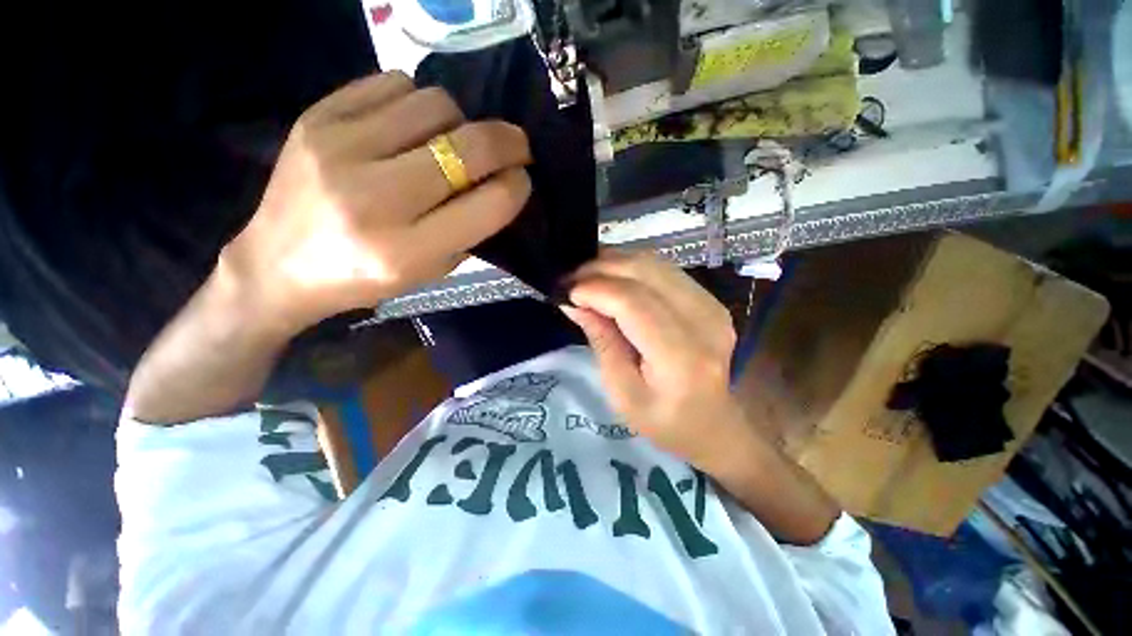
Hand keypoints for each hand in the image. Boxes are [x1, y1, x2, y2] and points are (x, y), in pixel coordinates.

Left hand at [222, 71, 531, 334]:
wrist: (280, 263)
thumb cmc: (366, 277)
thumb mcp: (430, 270)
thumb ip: (469, 229)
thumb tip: (501, 181)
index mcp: (408, 251)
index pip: (489, 204)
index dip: (517, 185)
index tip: (521, 178)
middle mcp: (376, 198)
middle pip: (468, 146)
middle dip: (508, 142)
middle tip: (517, 146)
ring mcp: (340, 148)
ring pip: (436, 104)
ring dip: (460, 122)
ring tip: (452, 141)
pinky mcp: (316, 117)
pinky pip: (393, 84)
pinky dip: (417, 103)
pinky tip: (412, 126)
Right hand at [561, 251, 744, 464]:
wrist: (713, 424)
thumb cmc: (663, 421)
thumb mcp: (621, 393)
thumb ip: (601, 341)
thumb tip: (573, 301)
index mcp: (682, 356)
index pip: (633, 303)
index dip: (595, 289)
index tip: (565, 291)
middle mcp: (704, 321)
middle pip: (645, 273)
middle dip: (600, 268)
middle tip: (570, 279)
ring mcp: (712, 305)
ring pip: (654, 263)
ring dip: (614, 263)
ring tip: (586, 276)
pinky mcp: (709, 299)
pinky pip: (664, 269)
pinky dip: (631, 267)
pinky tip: (611, 277)